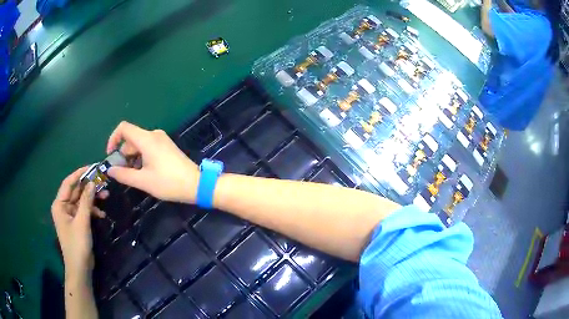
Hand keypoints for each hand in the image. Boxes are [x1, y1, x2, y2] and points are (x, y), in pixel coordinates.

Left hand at [51, 167, 106, 278]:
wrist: (80, 268)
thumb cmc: (77, 244)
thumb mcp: (82, 221)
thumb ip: (86, 201)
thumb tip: (92, 182)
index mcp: (59, 204)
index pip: (68, 183)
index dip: (80, 174)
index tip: (92, 167)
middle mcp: (63, 207)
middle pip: (76, 191)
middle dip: (89, 187)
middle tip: (103, 182)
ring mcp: (70, 215)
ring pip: (82, 200)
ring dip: (93, 199)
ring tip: (106, 196)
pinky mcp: (77, 223)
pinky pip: (84, 211)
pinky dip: (92, 210)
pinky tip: (102, 214)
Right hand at [106, 121, 198, 202]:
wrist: (196, 184)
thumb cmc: (168, 183)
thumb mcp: (143, 181)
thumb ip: (123, 174)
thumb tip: (110, 170)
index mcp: (147, 139)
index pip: (124, 128)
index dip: (113, 138)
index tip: (110, 155)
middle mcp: (154, 135)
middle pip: (131, 138)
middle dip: (123, 154)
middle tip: (123, 173)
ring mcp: (161, 139)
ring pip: (139, 144)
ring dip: (132, 157)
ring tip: (134, 176)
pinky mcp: (166, 146)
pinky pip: (148, 147)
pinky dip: (141, 157)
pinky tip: (144, 172)